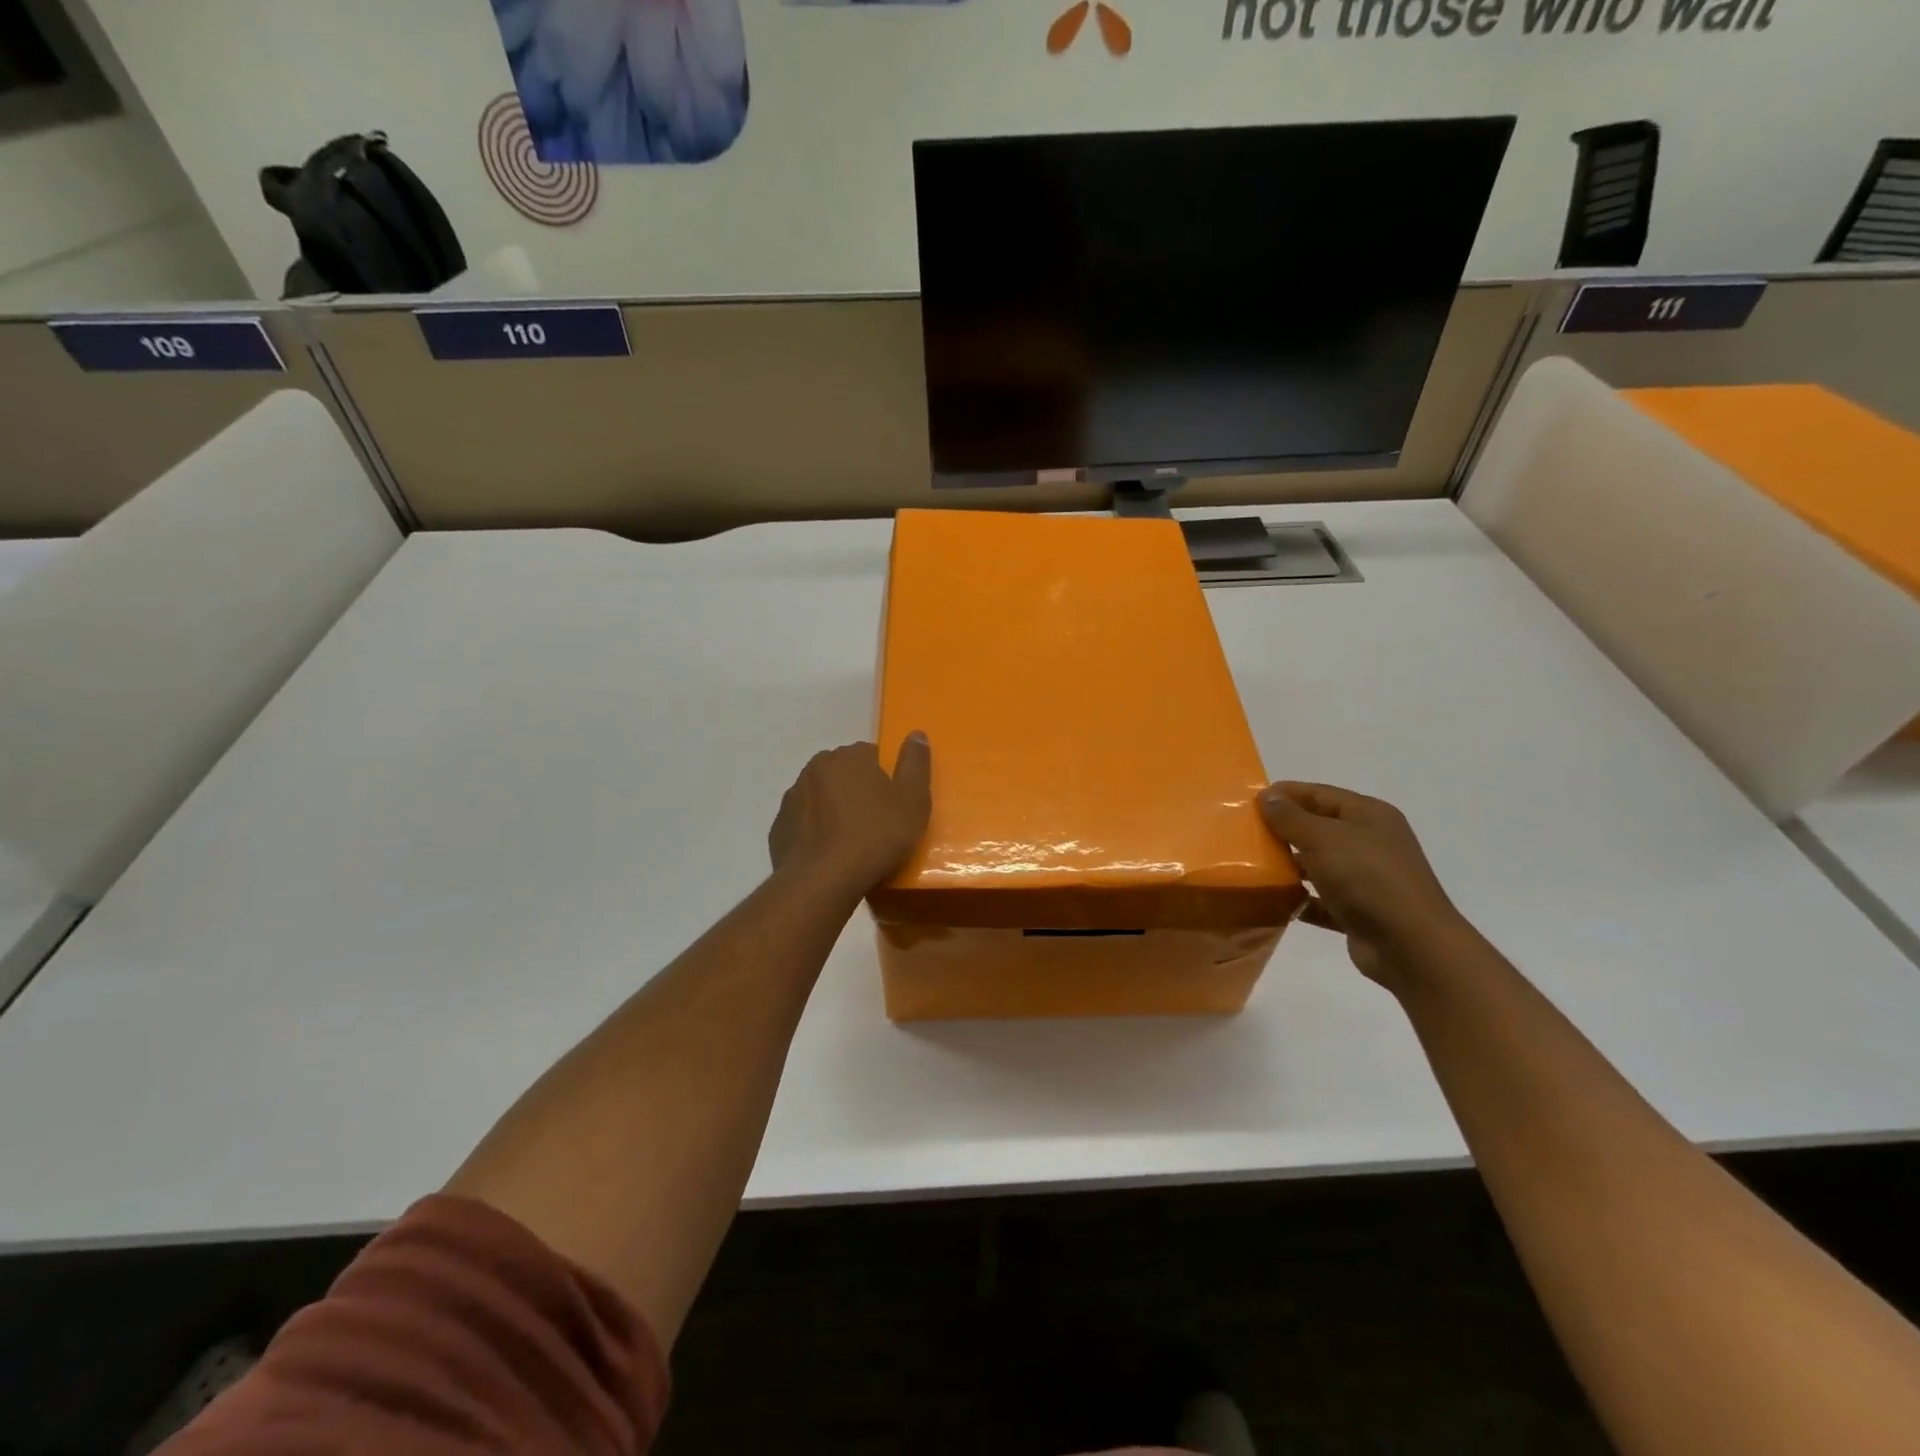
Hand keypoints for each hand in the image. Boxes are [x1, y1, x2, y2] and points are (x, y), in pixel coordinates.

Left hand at [769, 734, 933, 895]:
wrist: (823, 881)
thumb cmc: (876, 836)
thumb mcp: (913, 800)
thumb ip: (915, 763)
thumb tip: (916, 733)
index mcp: (849, 757)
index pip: (871, 754)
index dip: (886, 778)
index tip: (895, 804)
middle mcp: (816, 768)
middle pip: (844, 773)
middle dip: (858, 791)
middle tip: (877, 823)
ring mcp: (792, 798)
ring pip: (821, 797)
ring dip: (834, 810)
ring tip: (853, 843)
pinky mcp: (779, 828)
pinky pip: (804, 823)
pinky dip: (816, 833)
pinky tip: (829, 855)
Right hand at [1258, 782, 1473, 990]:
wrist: (1410, 946)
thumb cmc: (1367, 878)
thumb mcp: (1323, 838)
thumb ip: (1291, 817)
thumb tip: (1266, 795)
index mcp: (1369, 816)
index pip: (1321, 794)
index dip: (1286, 794)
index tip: (1249, 800)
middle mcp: (1371, 842)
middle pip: (1319, 827)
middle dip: (1284, 829)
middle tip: (1245, 832)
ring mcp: (1367, 879)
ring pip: (1319, 864)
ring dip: (1289, 864)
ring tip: (1252, 864)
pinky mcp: (1359, 911)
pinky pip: (1321, 899)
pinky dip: (1300, 899)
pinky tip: (1273, 900)